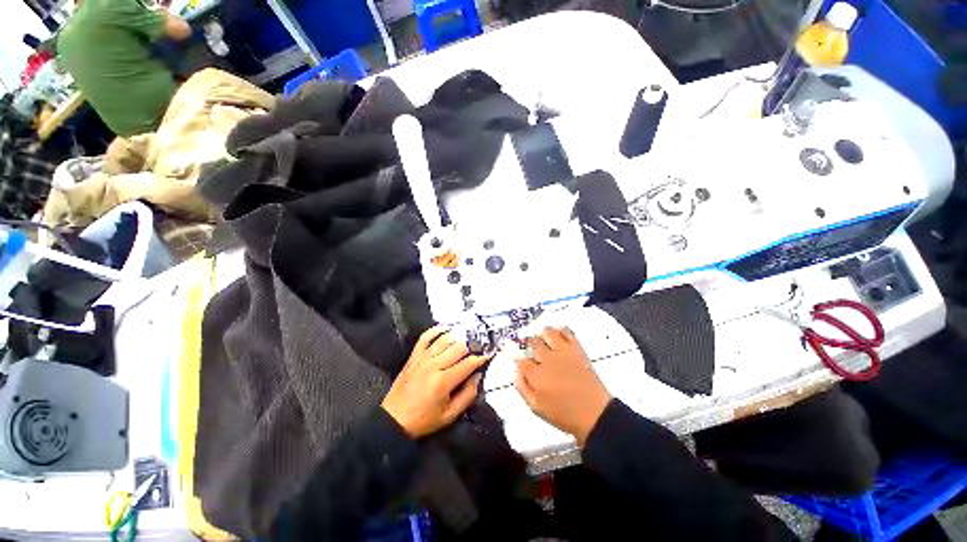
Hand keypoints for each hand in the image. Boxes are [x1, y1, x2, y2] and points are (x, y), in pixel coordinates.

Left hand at [381, 327, 489, 437]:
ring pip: (444, 339)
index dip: (480, 358)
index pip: (468, 363)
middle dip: (472, 346)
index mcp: (443, 381)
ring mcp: (422, 358)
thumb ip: (468, 395)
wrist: (394, 419)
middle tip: (479, 348)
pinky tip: (446, 329)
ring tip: (467, 339)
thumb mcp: (450, 415)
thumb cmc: (424, 419)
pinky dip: (436, 330)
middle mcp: (434, 365)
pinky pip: (425, 337)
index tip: (488, 356)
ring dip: (458, 337)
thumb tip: (478, 376)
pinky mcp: (414, 356)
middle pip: (458, 347)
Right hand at [515, 327, 611, 446]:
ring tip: (544, 338)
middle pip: (533, 343)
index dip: (521, 361)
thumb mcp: (536, 407)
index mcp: (536, 376)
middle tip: (533, 349)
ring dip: (543, 334)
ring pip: (547, 333)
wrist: (595, 414)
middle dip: (530, 344)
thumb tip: (516, 371)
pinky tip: (558, 334)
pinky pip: (567, 332)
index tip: (525, 364)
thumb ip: (522, 387)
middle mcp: (547, 360)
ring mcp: (563, 352)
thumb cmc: (564, 415)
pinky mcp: (577, 349)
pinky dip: (561, 330)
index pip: (522, 360)